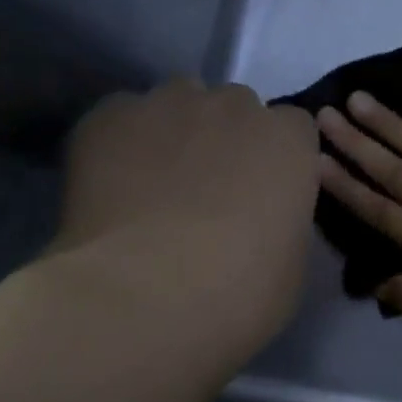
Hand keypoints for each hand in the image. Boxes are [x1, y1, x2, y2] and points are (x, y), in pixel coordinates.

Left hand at [54, 80, 319, 350]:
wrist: (147, 297)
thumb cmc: (241, 292)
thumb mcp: (290, 262)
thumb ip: (280, 218)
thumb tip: (258, 217)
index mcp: (289, 142)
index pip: (293, 128)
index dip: (276, 158)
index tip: (263, 192)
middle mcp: (234, 107)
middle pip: (235, 108)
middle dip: (227, 140)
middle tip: (209, 193)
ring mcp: (168, 104)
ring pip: (177, 104)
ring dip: (175, 134)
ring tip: (155, 187)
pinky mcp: (108, 115)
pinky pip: (122, 117)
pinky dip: (122, 144)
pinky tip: (113, 188)